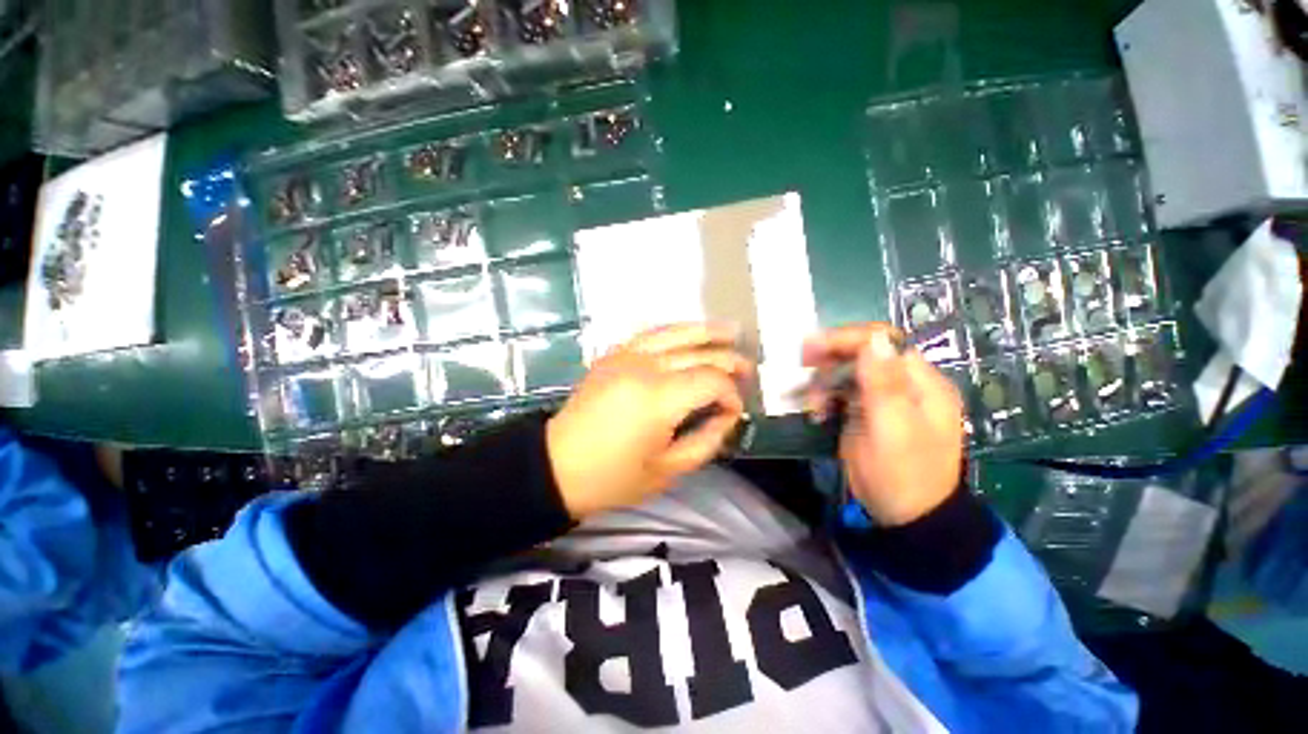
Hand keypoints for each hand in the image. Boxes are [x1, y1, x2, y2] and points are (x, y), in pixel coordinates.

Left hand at [547, 323, 752, 519]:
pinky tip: (689, 334)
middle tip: (747, 370)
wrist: (558, 465)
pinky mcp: (612, 354)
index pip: (711, 381)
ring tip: (730, 332)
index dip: (731, 394)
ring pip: (675, 332)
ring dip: (705, 331)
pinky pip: (650, 333)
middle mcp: (644, 367)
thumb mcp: (668, 471)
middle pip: (698, 352)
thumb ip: (707, 440)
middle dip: (728, 360)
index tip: (735, 412)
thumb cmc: (613, 477)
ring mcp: (625, 355)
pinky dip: (675, 331)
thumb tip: (727, 415)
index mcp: (658, 399)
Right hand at [803, 323, 964, 525]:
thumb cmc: (902, 474)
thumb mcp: (893, 429)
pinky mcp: (867, 413)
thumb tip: (875, 338)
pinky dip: (825, 397)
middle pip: (863, 353)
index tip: (811, 347)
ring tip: (812, 405)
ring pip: (848, 372)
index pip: (884, 341)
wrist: (905, 518)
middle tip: (802, 368)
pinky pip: (842, 392)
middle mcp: (905, 384)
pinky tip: (816, 412)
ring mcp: (885, 399)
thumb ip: (884, 383)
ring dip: (824, 382)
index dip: (847, 339)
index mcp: (922, 383)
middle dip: (831, 359)